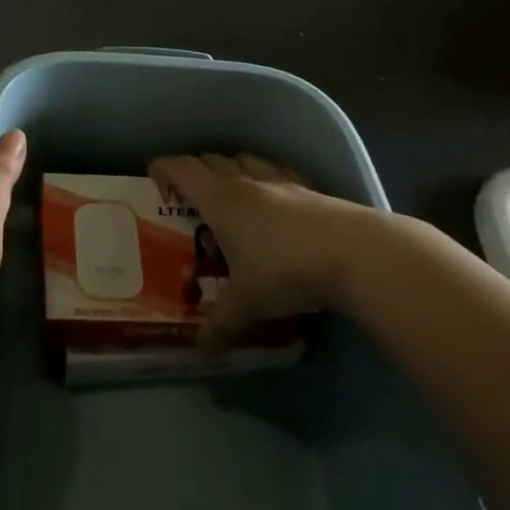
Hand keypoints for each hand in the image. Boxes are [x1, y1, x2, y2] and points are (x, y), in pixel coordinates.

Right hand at [148, 153, 399, 346]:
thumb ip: (221, 324)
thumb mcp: (247, 303)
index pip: (182, 168)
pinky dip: (266, 179)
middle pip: (211, 159)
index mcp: (220, 199)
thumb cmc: (286, 271)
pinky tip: (274, 201)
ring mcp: (281, 181)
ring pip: (245, 160)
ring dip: (230, 169)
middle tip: (188, 196)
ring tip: (229, 194)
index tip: (153, 178)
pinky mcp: (311, 189)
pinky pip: (278, 172)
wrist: (356, 254)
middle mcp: (246, 181)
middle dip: (194, 170)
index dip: (163, 168)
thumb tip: (201, 350)